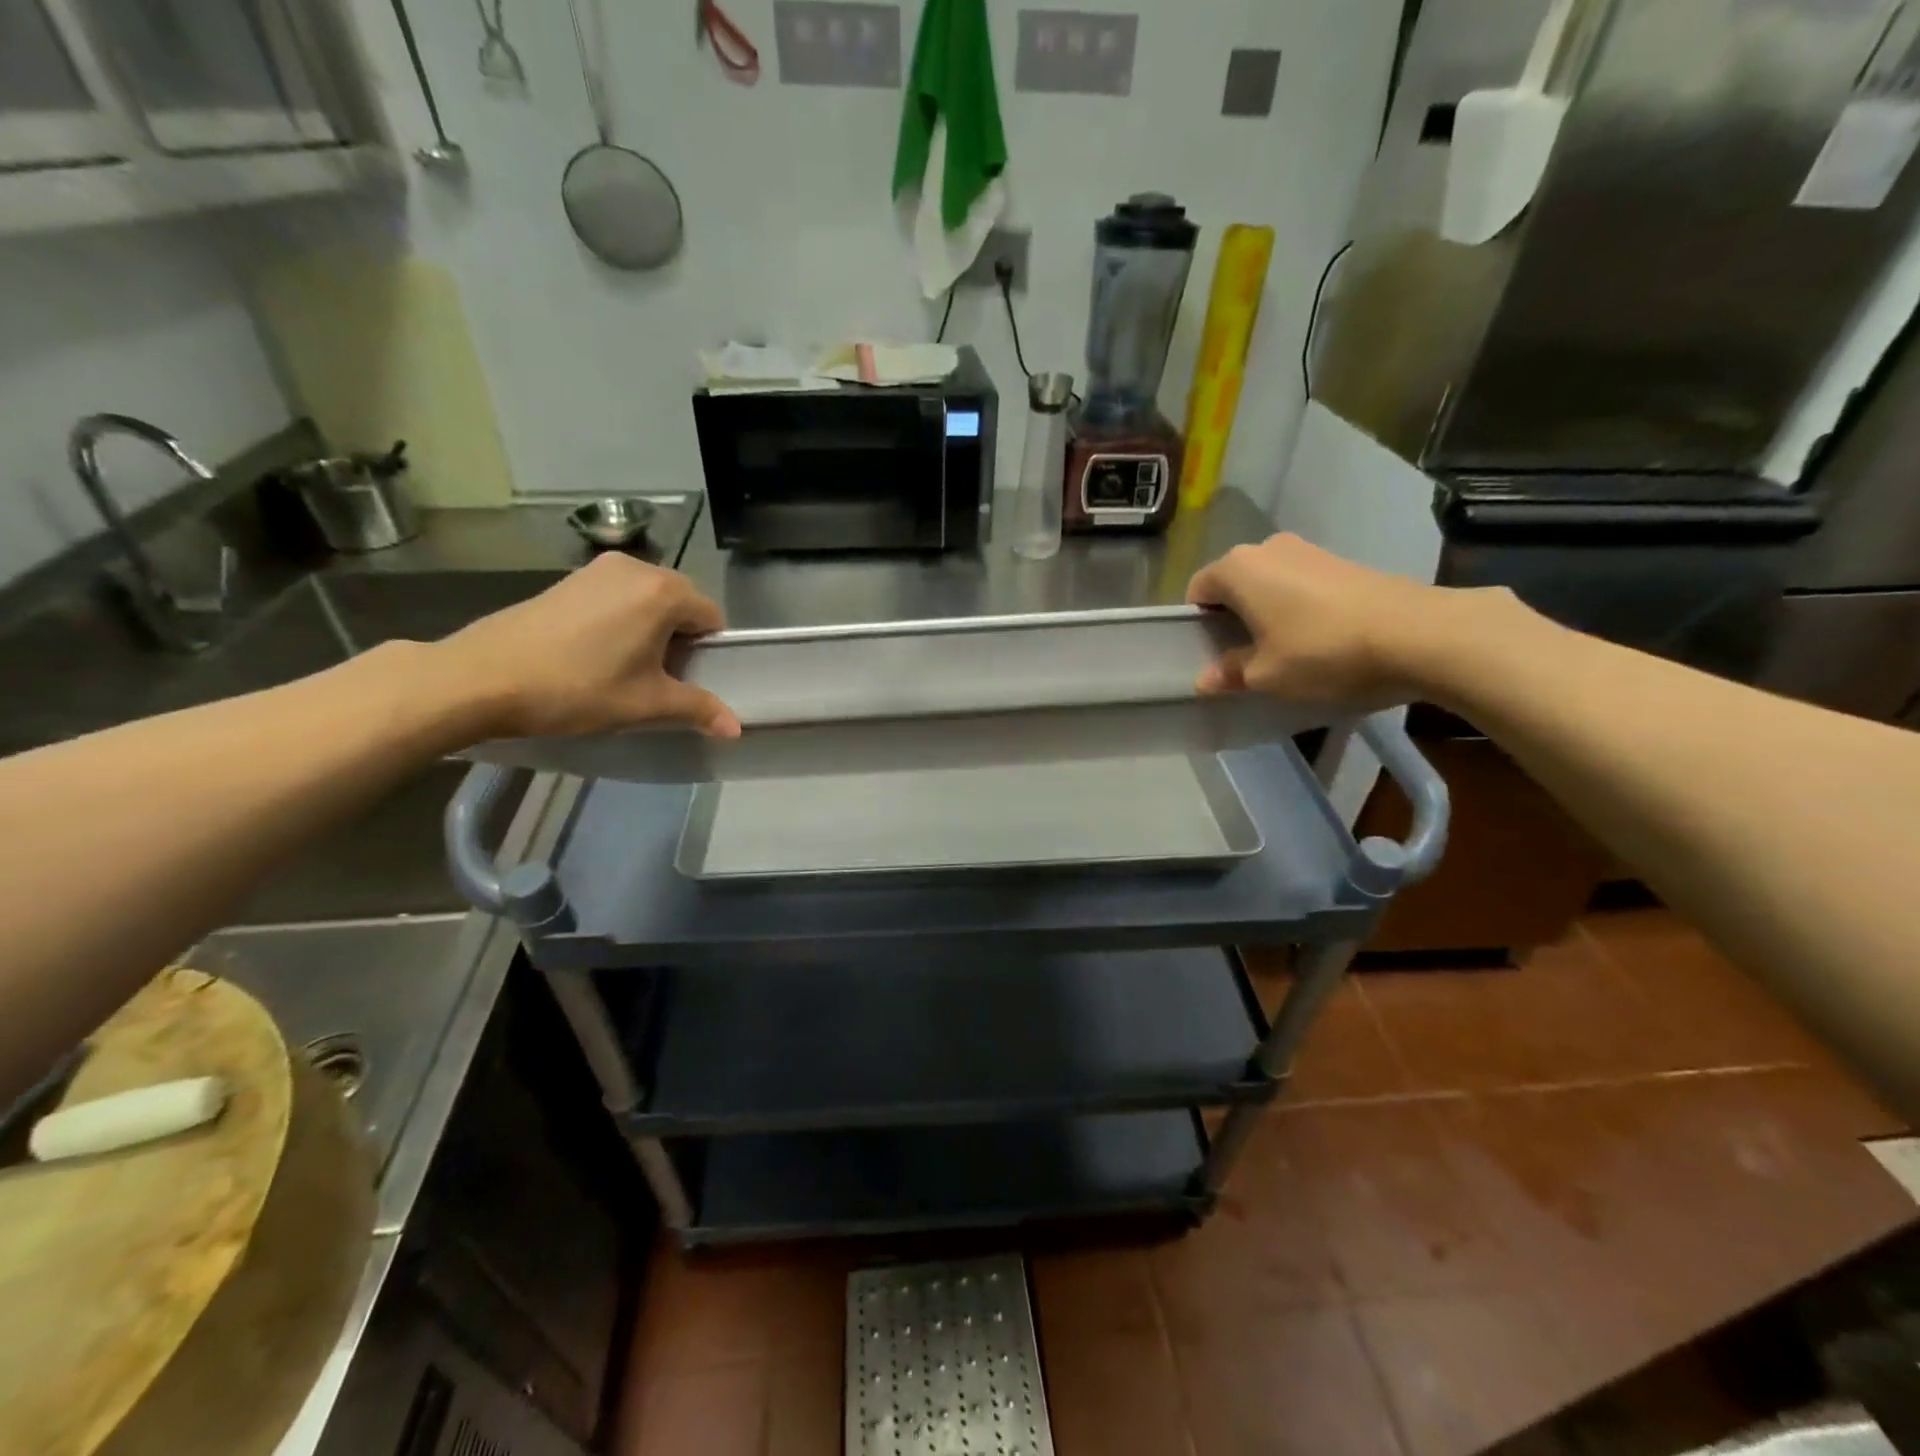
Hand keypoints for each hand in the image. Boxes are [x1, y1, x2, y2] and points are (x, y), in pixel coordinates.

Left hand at [431, 554, 739, 739]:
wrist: (482, 677)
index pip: (711, 617)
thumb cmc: (578, 688)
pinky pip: (617, 597)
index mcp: (663, 591)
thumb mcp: (646, 704)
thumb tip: (737, 729)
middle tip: (658, 678)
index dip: (708, 652)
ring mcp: (597, 569)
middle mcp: (636, 568)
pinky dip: (621, 621)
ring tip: (625, 667)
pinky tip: (596, 652)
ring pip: (648, 600)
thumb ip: (698, 709)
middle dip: (680, 639)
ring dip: (650, 630)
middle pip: (682, 603)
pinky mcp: (568, 579)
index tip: (687, 680)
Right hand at [1185, 533, 1437, 706]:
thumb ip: (1230, 673)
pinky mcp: (1342, 560)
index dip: (1199, 625)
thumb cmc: (1323, 652)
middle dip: (1233, 616)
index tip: (1214, 654)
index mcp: (1238, 568)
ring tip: (1284, 649)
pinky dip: (1298, 607)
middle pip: (1234, 583)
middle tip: (1245, 656)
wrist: (1417, 634)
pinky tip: (1318, 638)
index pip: (1198, 590)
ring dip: (1267, 612)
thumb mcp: (1267, 675)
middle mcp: (1268, 548)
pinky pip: (1300, 584)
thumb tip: (1204, 679)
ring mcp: (1309, 550)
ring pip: (1269, 583)